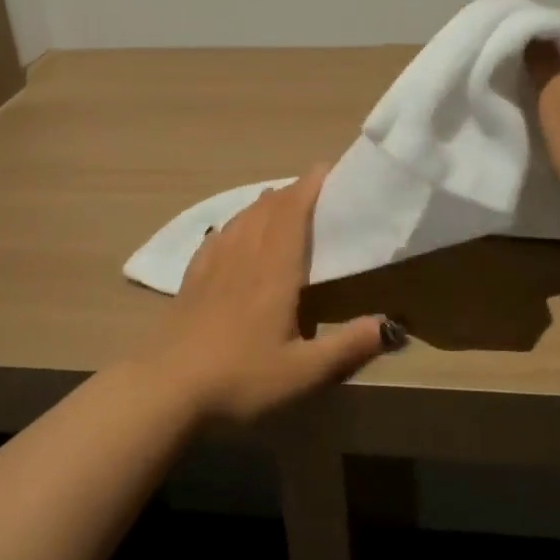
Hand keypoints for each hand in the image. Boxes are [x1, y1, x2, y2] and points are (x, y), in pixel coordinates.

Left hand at [141, 166, 396, 423]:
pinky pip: (218, 236)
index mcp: (274, 268)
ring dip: (265, 203)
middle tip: (316, 188)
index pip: (293, 211)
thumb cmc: (240, 379)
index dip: (310, 185)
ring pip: (242, 217)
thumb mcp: (303, 373)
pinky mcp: (192, 279)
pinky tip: (233, 231)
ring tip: (281, 202)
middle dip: (293, 191)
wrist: (166, 391)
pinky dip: (235, 223)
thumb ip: (349, 347)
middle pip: (268, 208)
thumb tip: (393, 325)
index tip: (329, 168)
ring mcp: (213, 264)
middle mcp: (244, 255)